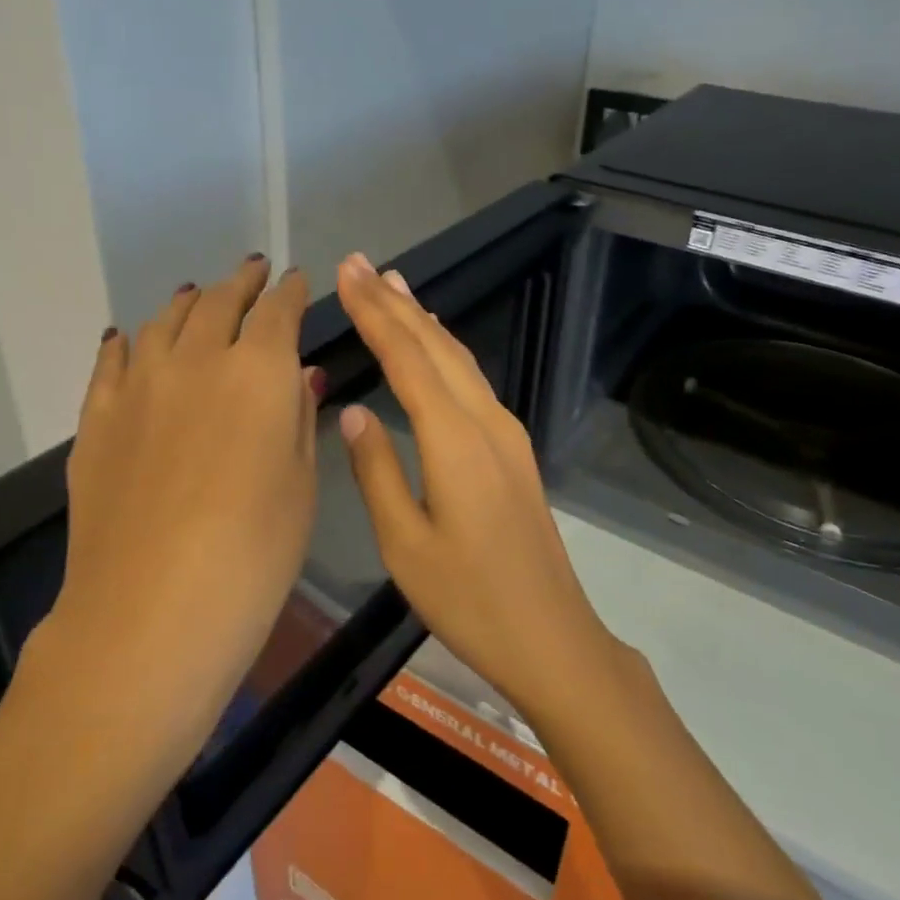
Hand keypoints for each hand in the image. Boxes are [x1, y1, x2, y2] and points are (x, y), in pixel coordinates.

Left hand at [28, 255, 317, 769]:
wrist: (150, 611)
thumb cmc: (253, 553)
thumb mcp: (299, 484)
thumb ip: (297, 417)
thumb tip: (300, 373)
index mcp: (257, 372)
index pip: (278, 311)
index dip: (290, 291)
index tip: (296, 280)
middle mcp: (196, 361)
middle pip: (218, 303)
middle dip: (241, 282)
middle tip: (253, 271)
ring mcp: (138, 386)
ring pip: (163, 322)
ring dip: (187, 302)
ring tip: (197, 294)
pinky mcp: (97, 419)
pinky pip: (111, 362)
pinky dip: (126, 341)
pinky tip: (128, 336)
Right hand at [333, 251, 613, 716]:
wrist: (550, 635)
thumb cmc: (469, 598)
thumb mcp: (405, 544)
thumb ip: (377, 470)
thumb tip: (354, 411)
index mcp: (454, 439)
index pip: (406, 358)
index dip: (374, 312)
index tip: (348, 273)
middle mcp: (485, 421)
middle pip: (435, 346)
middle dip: (395, 302)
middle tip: (361, 264)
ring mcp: (506, 433)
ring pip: (459, 359)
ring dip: (424, 320)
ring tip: (394, 287)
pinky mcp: (513, 450)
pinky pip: (472, 381)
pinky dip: (444, 351)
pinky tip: (433, 347)